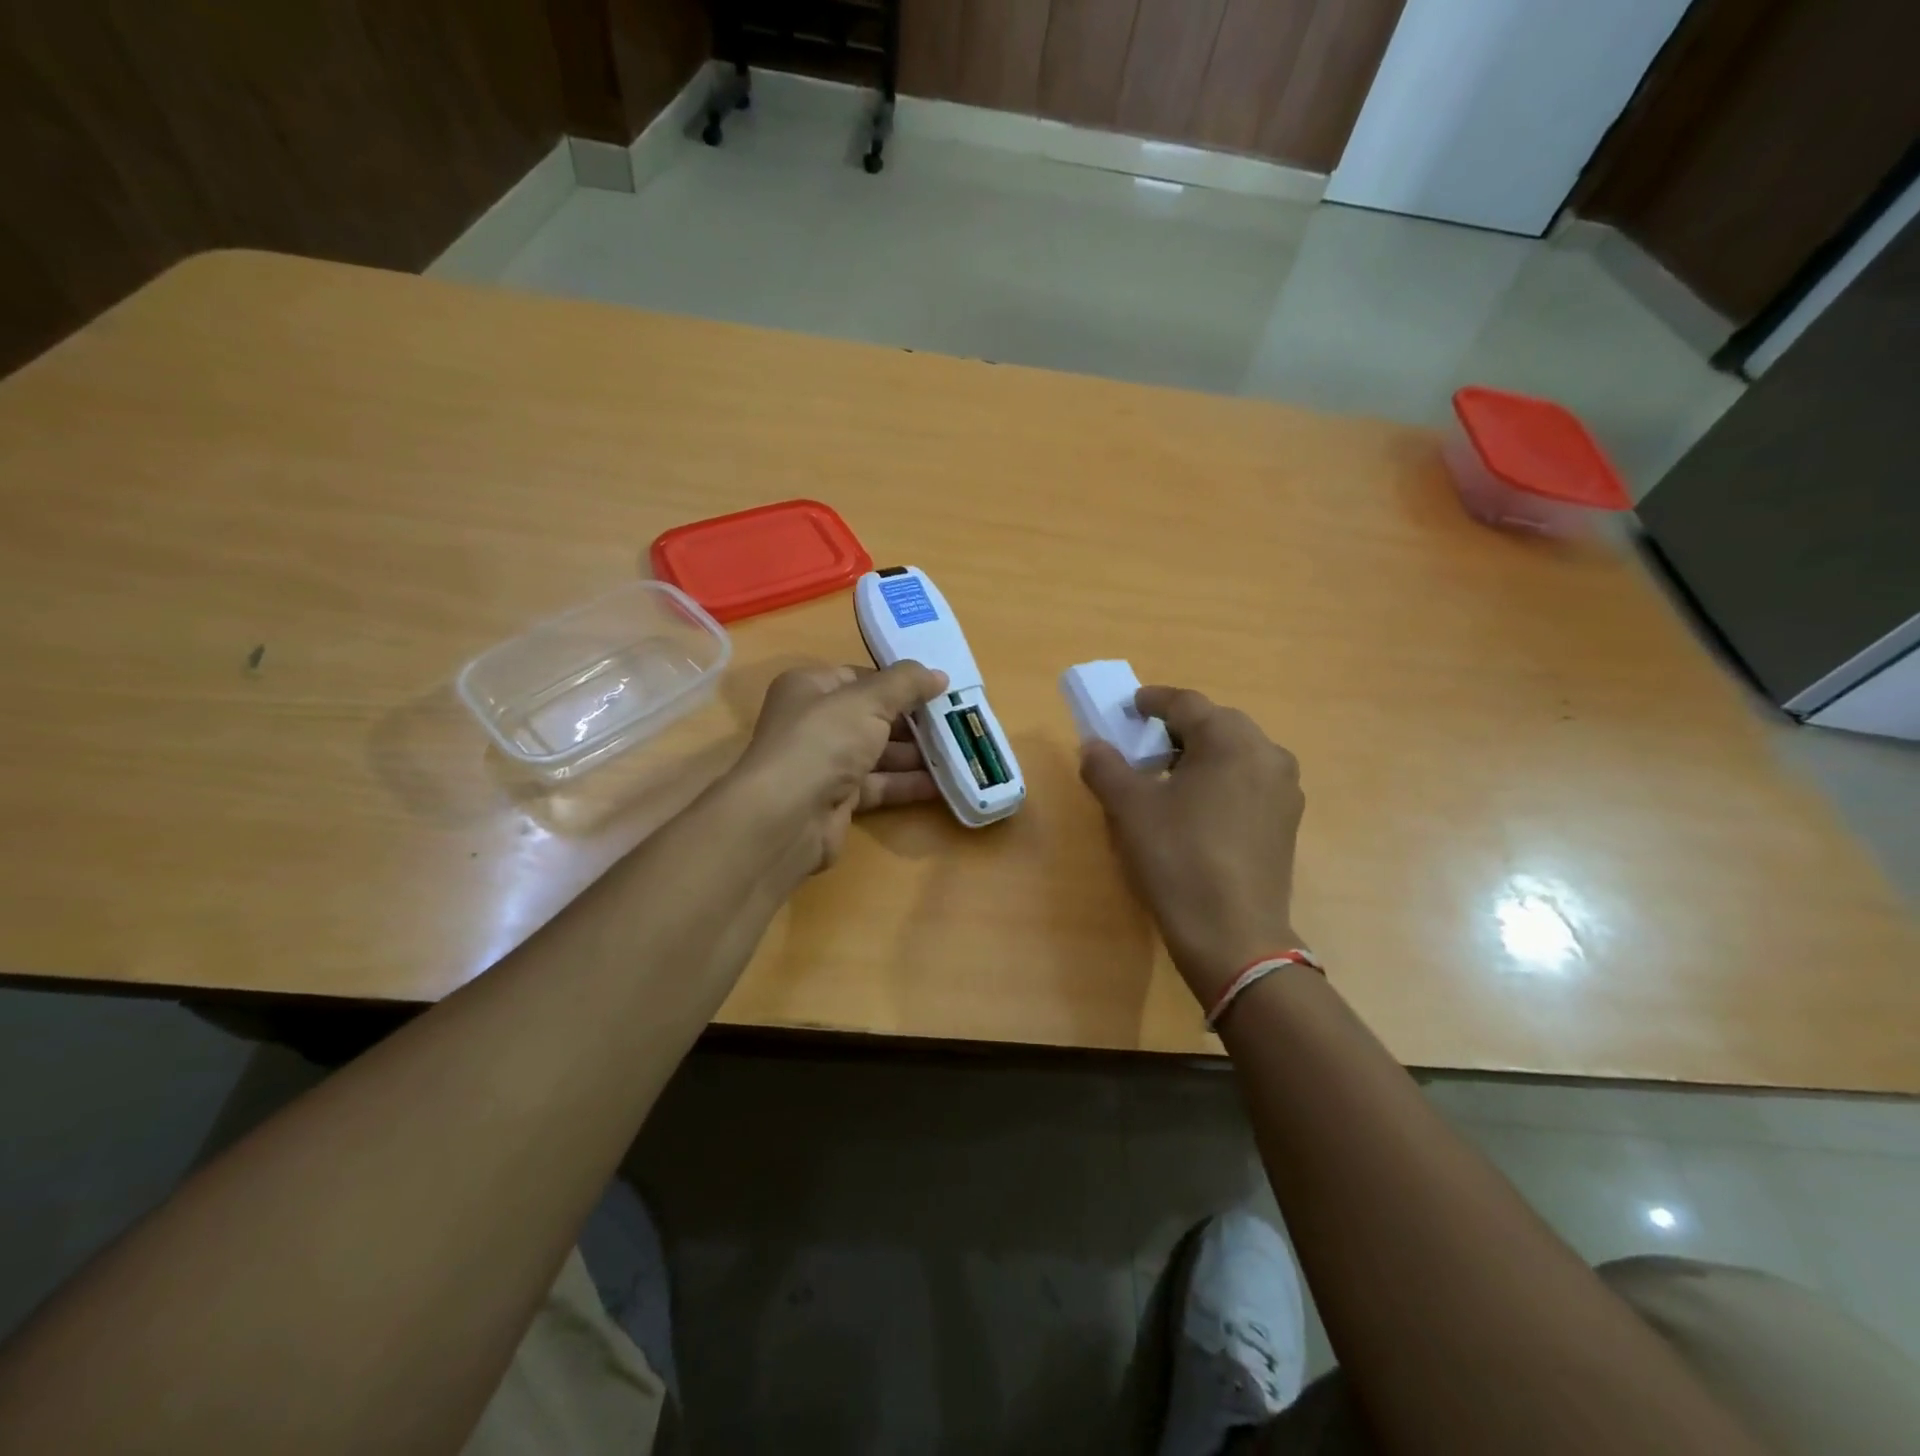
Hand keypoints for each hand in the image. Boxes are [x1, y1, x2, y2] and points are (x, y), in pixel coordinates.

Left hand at [729, 660, 947, 883]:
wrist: (788, 816)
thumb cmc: (823, 741)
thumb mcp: (868, 700)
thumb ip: (905, 683)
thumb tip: (938, 675)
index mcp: (811, 688)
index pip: (860, 677)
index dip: (897, 681)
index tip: (938, 688)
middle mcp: (814, 723)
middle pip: (872, 716)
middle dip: (914, 720)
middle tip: (957, 722)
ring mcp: (825, 763)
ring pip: (878, 753)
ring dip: (916, 754)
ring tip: (958, 752)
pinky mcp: (838, 799)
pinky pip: (879, 785)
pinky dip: (907, 784)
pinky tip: (942, 784)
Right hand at [1079, 686, 1305, 1006]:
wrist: (1233, 935)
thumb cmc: (1178, 858)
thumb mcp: (1130, 809)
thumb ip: (1106, 767)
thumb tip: (1093, 746)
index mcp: (1231, 739)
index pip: (1186, 703)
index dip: (1153, 700)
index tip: (1129, 706)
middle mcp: (1267, 753)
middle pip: (1217, 723)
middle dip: (1178, 727)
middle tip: (1145, 743)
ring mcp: (1284, 789)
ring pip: (1236, 753)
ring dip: (1201, 753)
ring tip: (1170, 775)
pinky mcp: (1286, 821)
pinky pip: (1249, 781)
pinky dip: (1221, 779)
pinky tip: (1198, 806)